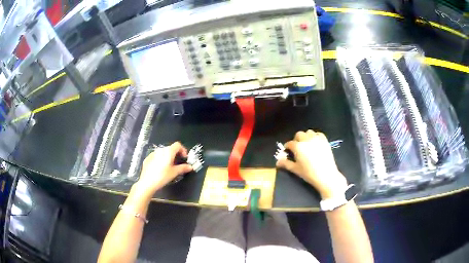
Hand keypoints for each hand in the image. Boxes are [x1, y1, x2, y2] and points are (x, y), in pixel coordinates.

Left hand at [136, 142, 192, 195]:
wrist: (147, 182)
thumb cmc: (162, 176)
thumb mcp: (174, 173)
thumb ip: (183, 168)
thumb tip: (190, 167)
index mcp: (168, 151)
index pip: (178, 145)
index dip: (183, 150)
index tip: (184, 157)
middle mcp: (160, 150)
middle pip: (170, 148)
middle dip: (176, 154)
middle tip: (178, 163)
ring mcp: (153, 153)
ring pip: (163, 152)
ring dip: (168, 157)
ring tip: (169, 166)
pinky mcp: (148, 158)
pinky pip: (156, 156)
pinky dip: (160, 160)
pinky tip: (160, 168)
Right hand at [276, 130, 347, 198]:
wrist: (326, 175)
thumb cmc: (309, 173)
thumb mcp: (295, 169)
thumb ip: (286, 163)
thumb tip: (278, 162)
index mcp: (298, 147)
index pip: (290, 143)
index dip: (287, 147)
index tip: (287, 151)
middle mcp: (306, 140)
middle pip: (299, 134)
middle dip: (296, 140)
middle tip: (297, 147)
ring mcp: (316, 139)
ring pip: (308, 132)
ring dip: (306, 136)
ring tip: (306, 144)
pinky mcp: (324, 140)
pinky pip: (318, 134)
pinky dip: (315, 136)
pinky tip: (315, 143)